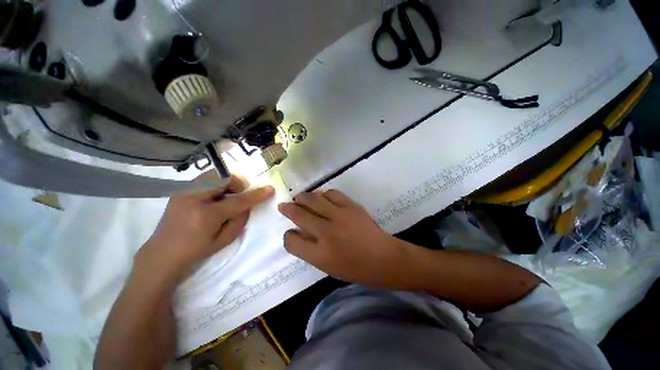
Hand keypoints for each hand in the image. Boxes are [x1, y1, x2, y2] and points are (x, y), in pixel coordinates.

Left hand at [137, 174, 273, 281]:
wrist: (162, 254)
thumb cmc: (196, 251)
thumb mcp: (224, 239)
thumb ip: (241, 218)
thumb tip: (249, 203)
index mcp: (205, 215)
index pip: (238, 200)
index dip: (256, 194)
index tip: (269, 189)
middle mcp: (192, 198)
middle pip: (224, 178)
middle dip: (237, 184)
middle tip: (239, 196)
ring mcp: (183, 192)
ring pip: (214, 175)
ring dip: (226, 183)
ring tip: (225, 198)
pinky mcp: (180, 190)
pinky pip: (205, 179)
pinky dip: (216, 185)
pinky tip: (213, 199)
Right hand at [278, 190, 409, 286]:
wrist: (384, 258)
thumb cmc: (355, 268)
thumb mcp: (328, 267)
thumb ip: (310, 251)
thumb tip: (298, 233)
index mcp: (320, 254)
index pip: (292, 241)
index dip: (288, 236)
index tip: (290, 232)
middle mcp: (327, 233)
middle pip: (299, 214)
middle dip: (288, 209)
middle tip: (285, 205)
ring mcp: (340, 216)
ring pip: (313, 199)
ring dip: (303, 198)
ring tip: (300, 198)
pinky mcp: (351, 206)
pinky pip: (331, 193)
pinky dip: (323, 194)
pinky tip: (322, 198)